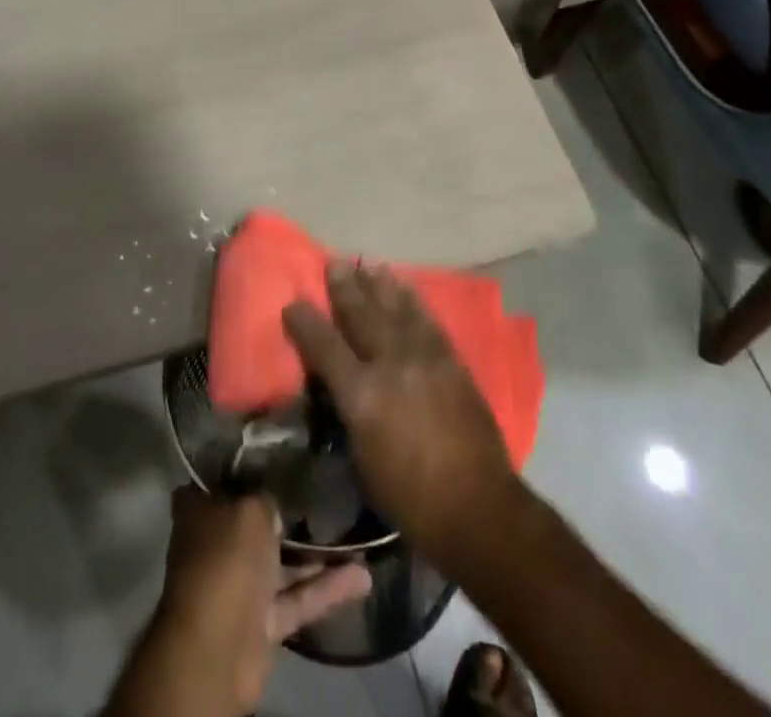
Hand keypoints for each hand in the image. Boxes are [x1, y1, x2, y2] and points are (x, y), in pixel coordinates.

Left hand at [143, 486, 370, 716]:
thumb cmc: (227, 559)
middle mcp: (216, 544)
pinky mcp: (262, 622)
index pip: (224, 480)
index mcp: (199, 510)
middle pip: (255, 523)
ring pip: (281, 563)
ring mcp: (239, 585)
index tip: (282, 456)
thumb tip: (275, 503)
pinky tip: (363, 576)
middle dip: (286, 513)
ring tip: (355, 534)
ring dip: (316, 554)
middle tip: (324, 491)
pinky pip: (297, 598)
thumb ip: (266, 499)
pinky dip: (326, 589)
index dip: (250, 468)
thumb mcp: (250, 509)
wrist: (219, 648)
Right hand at [282, 262, 519, 573]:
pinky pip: (428, 321)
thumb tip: (342, 385)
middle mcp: (391, 366)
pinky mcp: (451, 362)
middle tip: (335, 263)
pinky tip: (406, 289)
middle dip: (346, 288)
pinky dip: (414, 301)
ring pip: (397, 310)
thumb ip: (349, 411)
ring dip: (381, 285)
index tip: (293, 303)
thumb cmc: (410, 497)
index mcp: (362, 396)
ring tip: (369, 264)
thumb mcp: (362, 459)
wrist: (477, 507)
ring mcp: (424, 359)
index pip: (324, 346)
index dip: (305, 322)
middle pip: (362, 316)